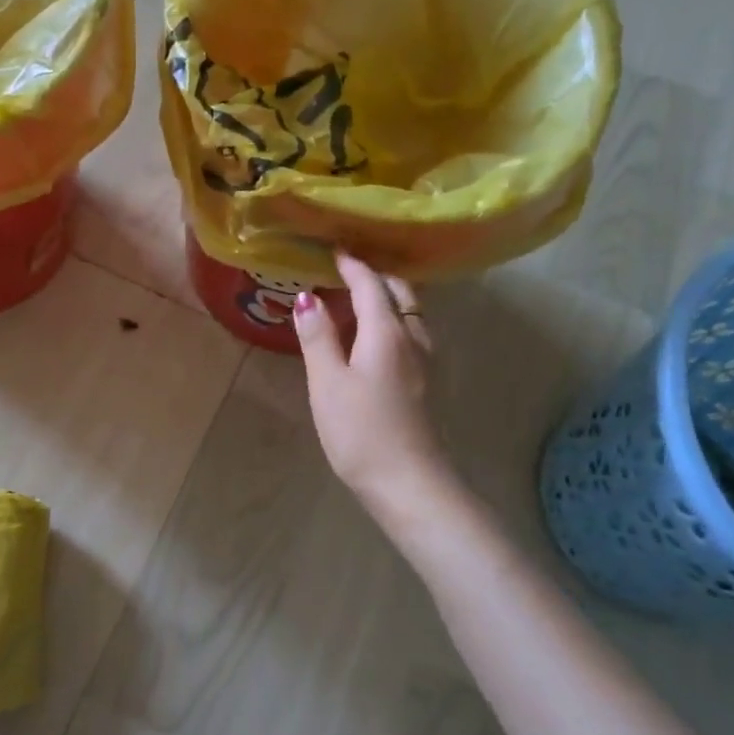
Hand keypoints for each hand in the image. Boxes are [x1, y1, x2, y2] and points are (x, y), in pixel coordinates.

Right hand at [292, 252, 445, 501]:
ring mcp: (424, 363)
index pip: (371, 286)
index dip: (353, 266)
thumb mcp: (327, 382)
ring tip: (359, 300)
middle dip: (376, 277)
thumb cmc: (361, 430)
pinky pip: (411, 335)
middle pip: (400, 294)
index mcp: (387, 333)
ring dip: (387, 299)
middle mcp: (413, 339)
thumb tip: (307, 297)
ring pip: (410, 315)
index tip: (335, 251)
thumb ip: (318, 337)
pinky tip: (375, 339)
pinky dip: (393, 322)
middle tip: (348, 271)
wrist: (409, 482)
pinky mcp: (425, 384)